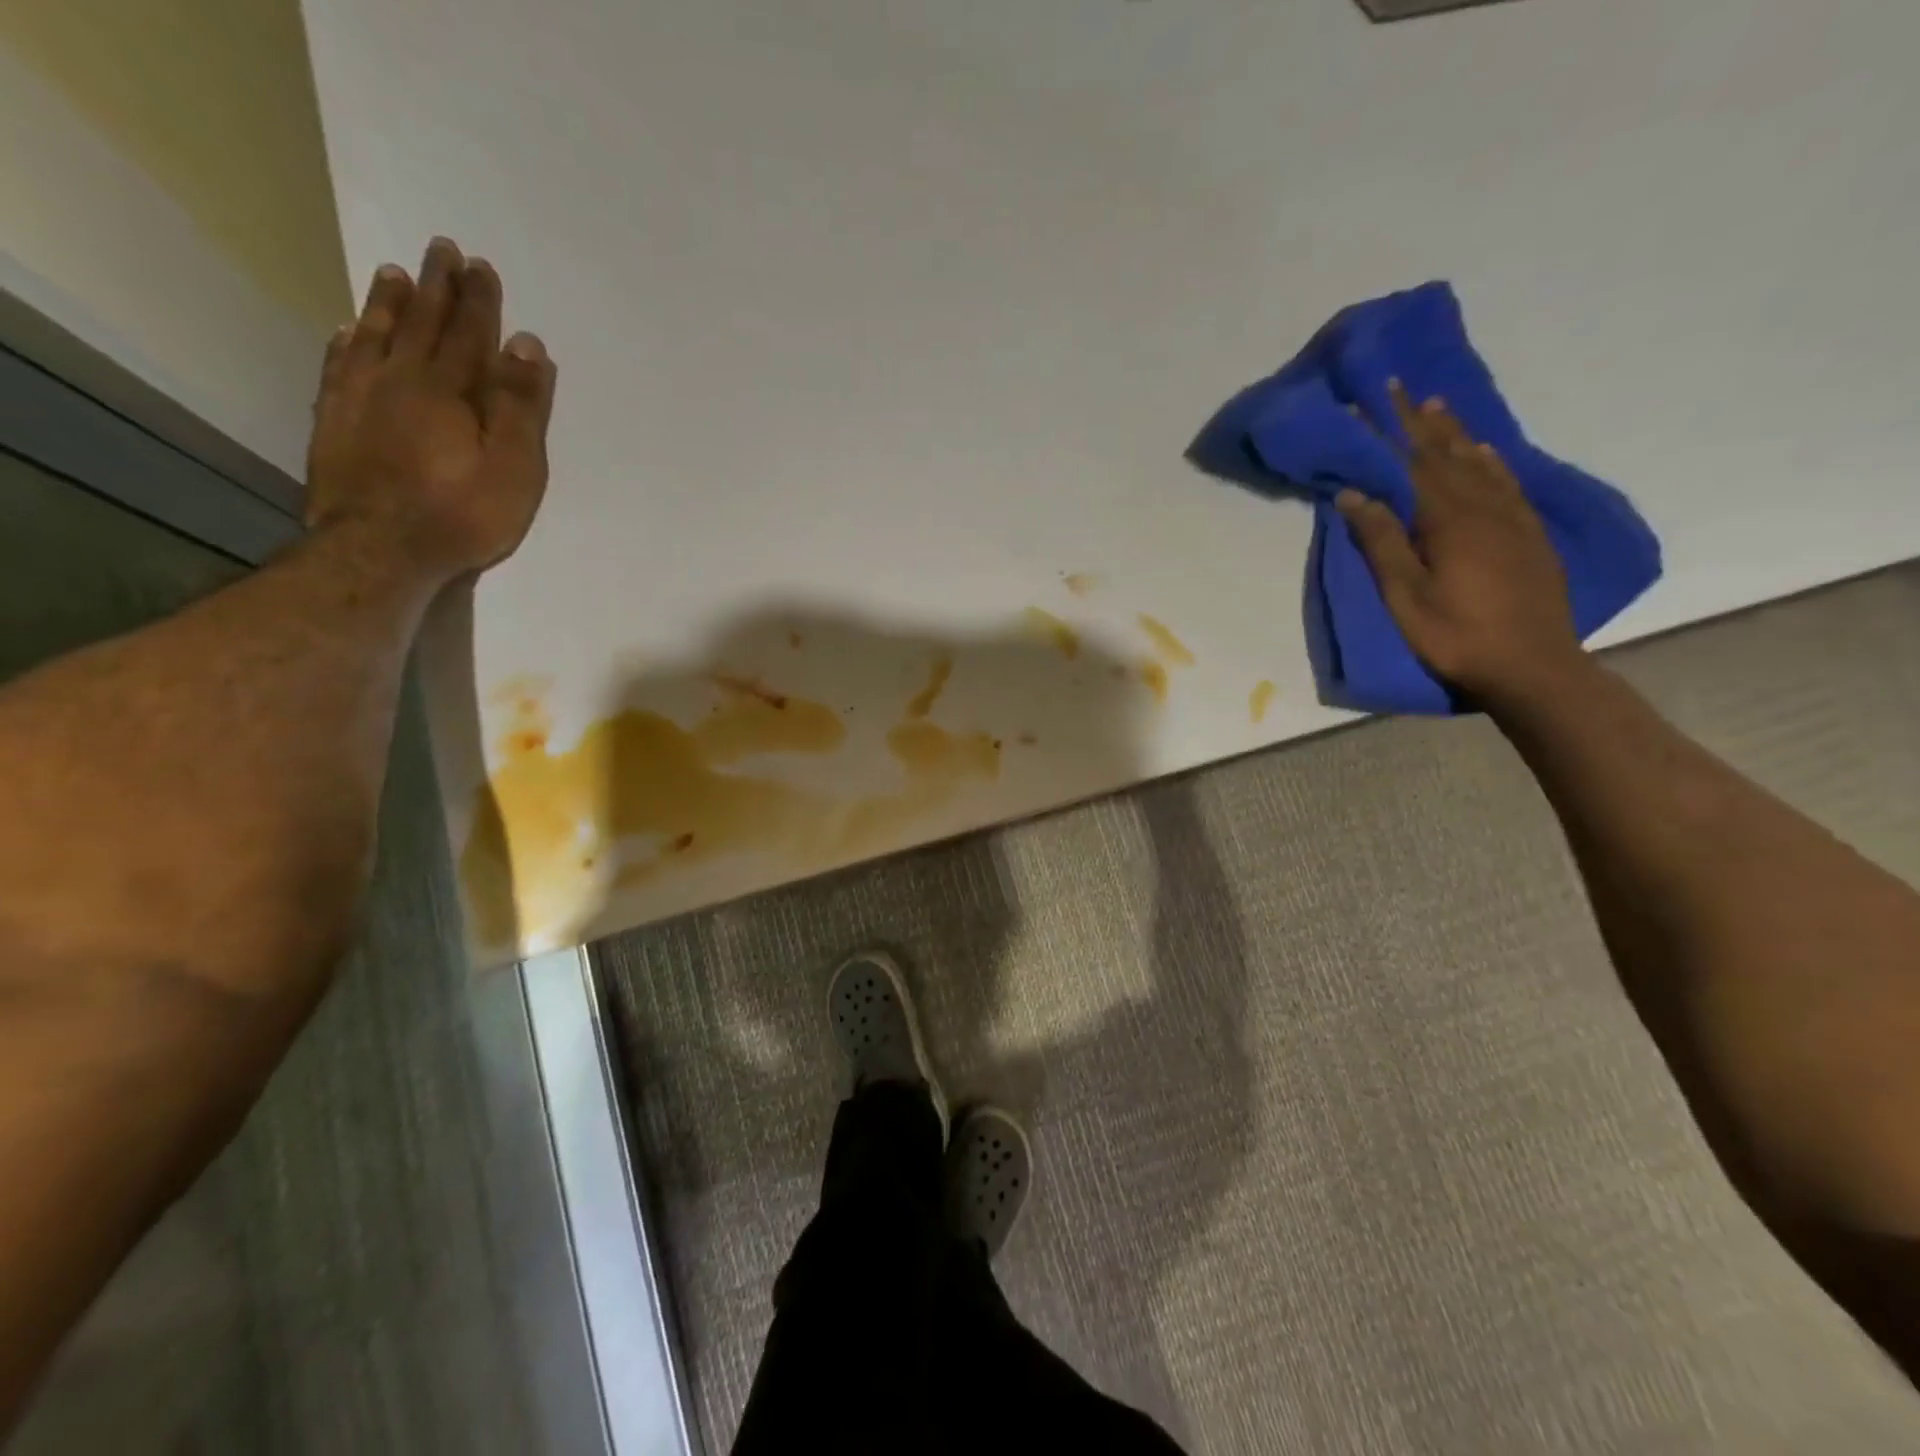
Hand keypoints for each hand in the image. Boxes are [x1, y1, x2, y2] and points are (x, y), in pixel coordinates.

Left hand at [305, 237, 556, 581]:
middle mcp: (401, 380)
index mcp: (450, 391)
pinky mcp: (334, 422)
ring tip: (394, 272)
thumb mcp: (515, 468)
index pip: (469, 334)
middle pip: (422, 324)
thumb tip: (527, 345)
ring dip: (388, 303)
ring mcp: (360, 399)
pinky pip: (339, 367)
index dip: (478, 301)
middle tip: (441, 249)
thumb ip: (521, 407)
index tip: (481, 266)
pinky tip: (348, 330)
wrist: (381, 550)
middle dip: (436, 287)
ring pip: (376, 336)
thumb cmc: (463, 515)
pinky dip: (347, 343)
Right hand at [1336, 382, 1585, 705]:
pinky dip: (1490, 460)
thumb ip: (1382, 541)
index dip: (1390, 430)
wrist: (1532, 665)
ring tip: (1437, 407)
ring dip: (1455, 433)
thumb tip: (1354, 493)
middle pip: (1447, 453)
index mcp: (1449, 519)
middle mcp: (1484, 506)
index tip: (1371, 398)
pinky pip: (1507, 482)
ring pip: (1479, 462)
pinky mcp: (1529, 534)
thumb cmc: (1456, 635)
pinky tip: (1483, 452)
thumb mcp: (1406, 595)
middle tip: (1402, 387)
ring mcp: (1512, 518)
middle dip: (1421, 420)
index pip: (1413, 462)